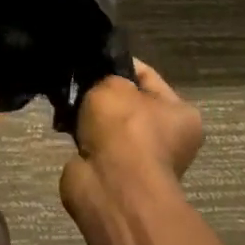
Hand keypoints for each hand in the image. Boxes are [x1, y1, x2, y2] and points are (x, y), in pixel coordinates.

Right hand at [61, 60, 203, 209]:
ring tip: (66, 104)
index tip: (92, 58)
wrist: (111, 186)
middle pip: (128, 102)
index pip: (146, 76)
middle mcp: (168, 138)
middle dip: (101, 92)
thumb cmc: (124, 129)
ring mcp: (142, 159)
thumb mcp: (114, 85)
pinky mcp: (116, 174)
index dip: (118, 64)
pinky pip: (95, 143)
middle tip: (76, 82)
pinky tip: (64, 125)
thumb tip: (101, 82)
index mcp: (181, 113)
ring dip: (88, 116)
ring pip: (108, 124)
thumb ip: (107, 77)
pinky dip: (80, 136)